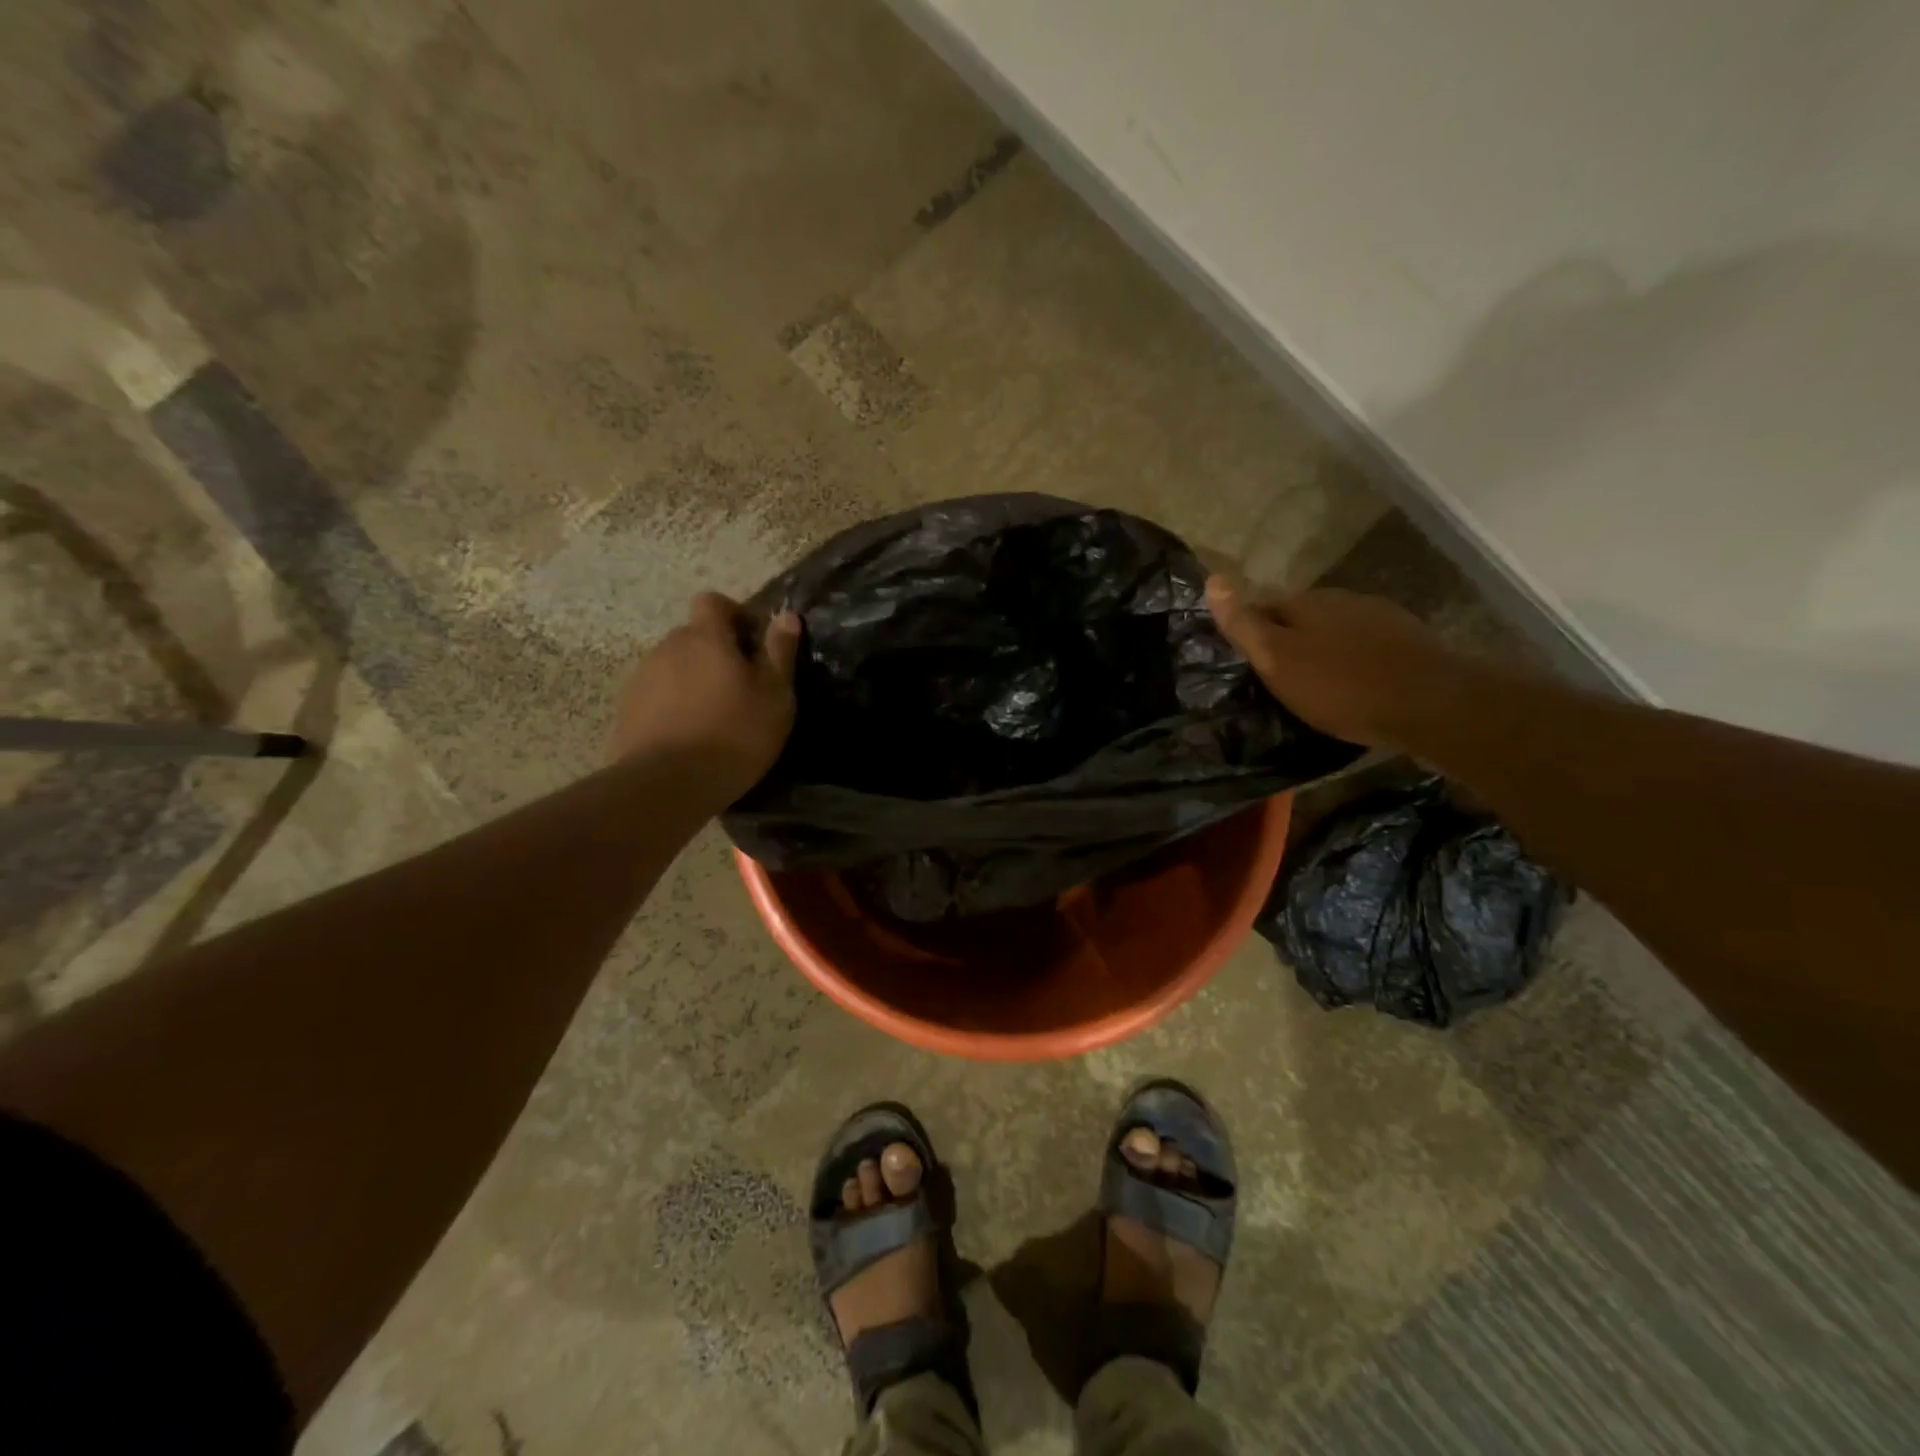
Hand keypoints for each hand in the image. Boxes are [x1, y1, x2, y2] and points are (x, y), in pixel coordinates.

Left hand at [609, 593, 801, 803]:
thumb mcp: (774, 696)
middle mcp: (668, 647)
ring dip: (693, 679)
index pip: (713, 602)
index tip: (752, 643)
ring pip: (674, 666)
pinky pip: (657, 695)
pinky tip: (689, 735)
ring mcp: (642, 678)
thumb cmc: (734, 735)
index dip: (734, 614)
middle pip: (693, 636)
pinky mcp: (626, 709)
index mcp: (705, 638)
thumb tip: (787, 616)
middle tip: (740, 687)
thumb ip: (780, 652)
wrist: (666, 784)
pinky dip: (673, 705)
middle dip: (715, 652)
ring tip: (714, 716)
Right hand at [1205, 577, 1462, 751]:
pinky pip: (1367, 647)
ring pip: (1337, 631)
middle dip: (1290, 641)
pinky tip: (1356, 688)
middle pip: (1303, 618)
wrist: (1429, 704)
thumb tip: (1212, 579)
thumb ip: (1244, 624)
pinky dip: (1355, 663)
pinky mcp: (1410, 641)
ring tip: (1318, 688)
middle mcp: (1343, 600)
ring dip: (1324, 651)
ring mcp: (1381, 617)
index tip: (1248, 663)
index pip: (1265, 607)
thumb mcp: (1278, 660)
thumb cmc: (1340, 686)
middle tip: (1279, 680)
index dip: (1253, 632)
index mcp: (1307, 603)